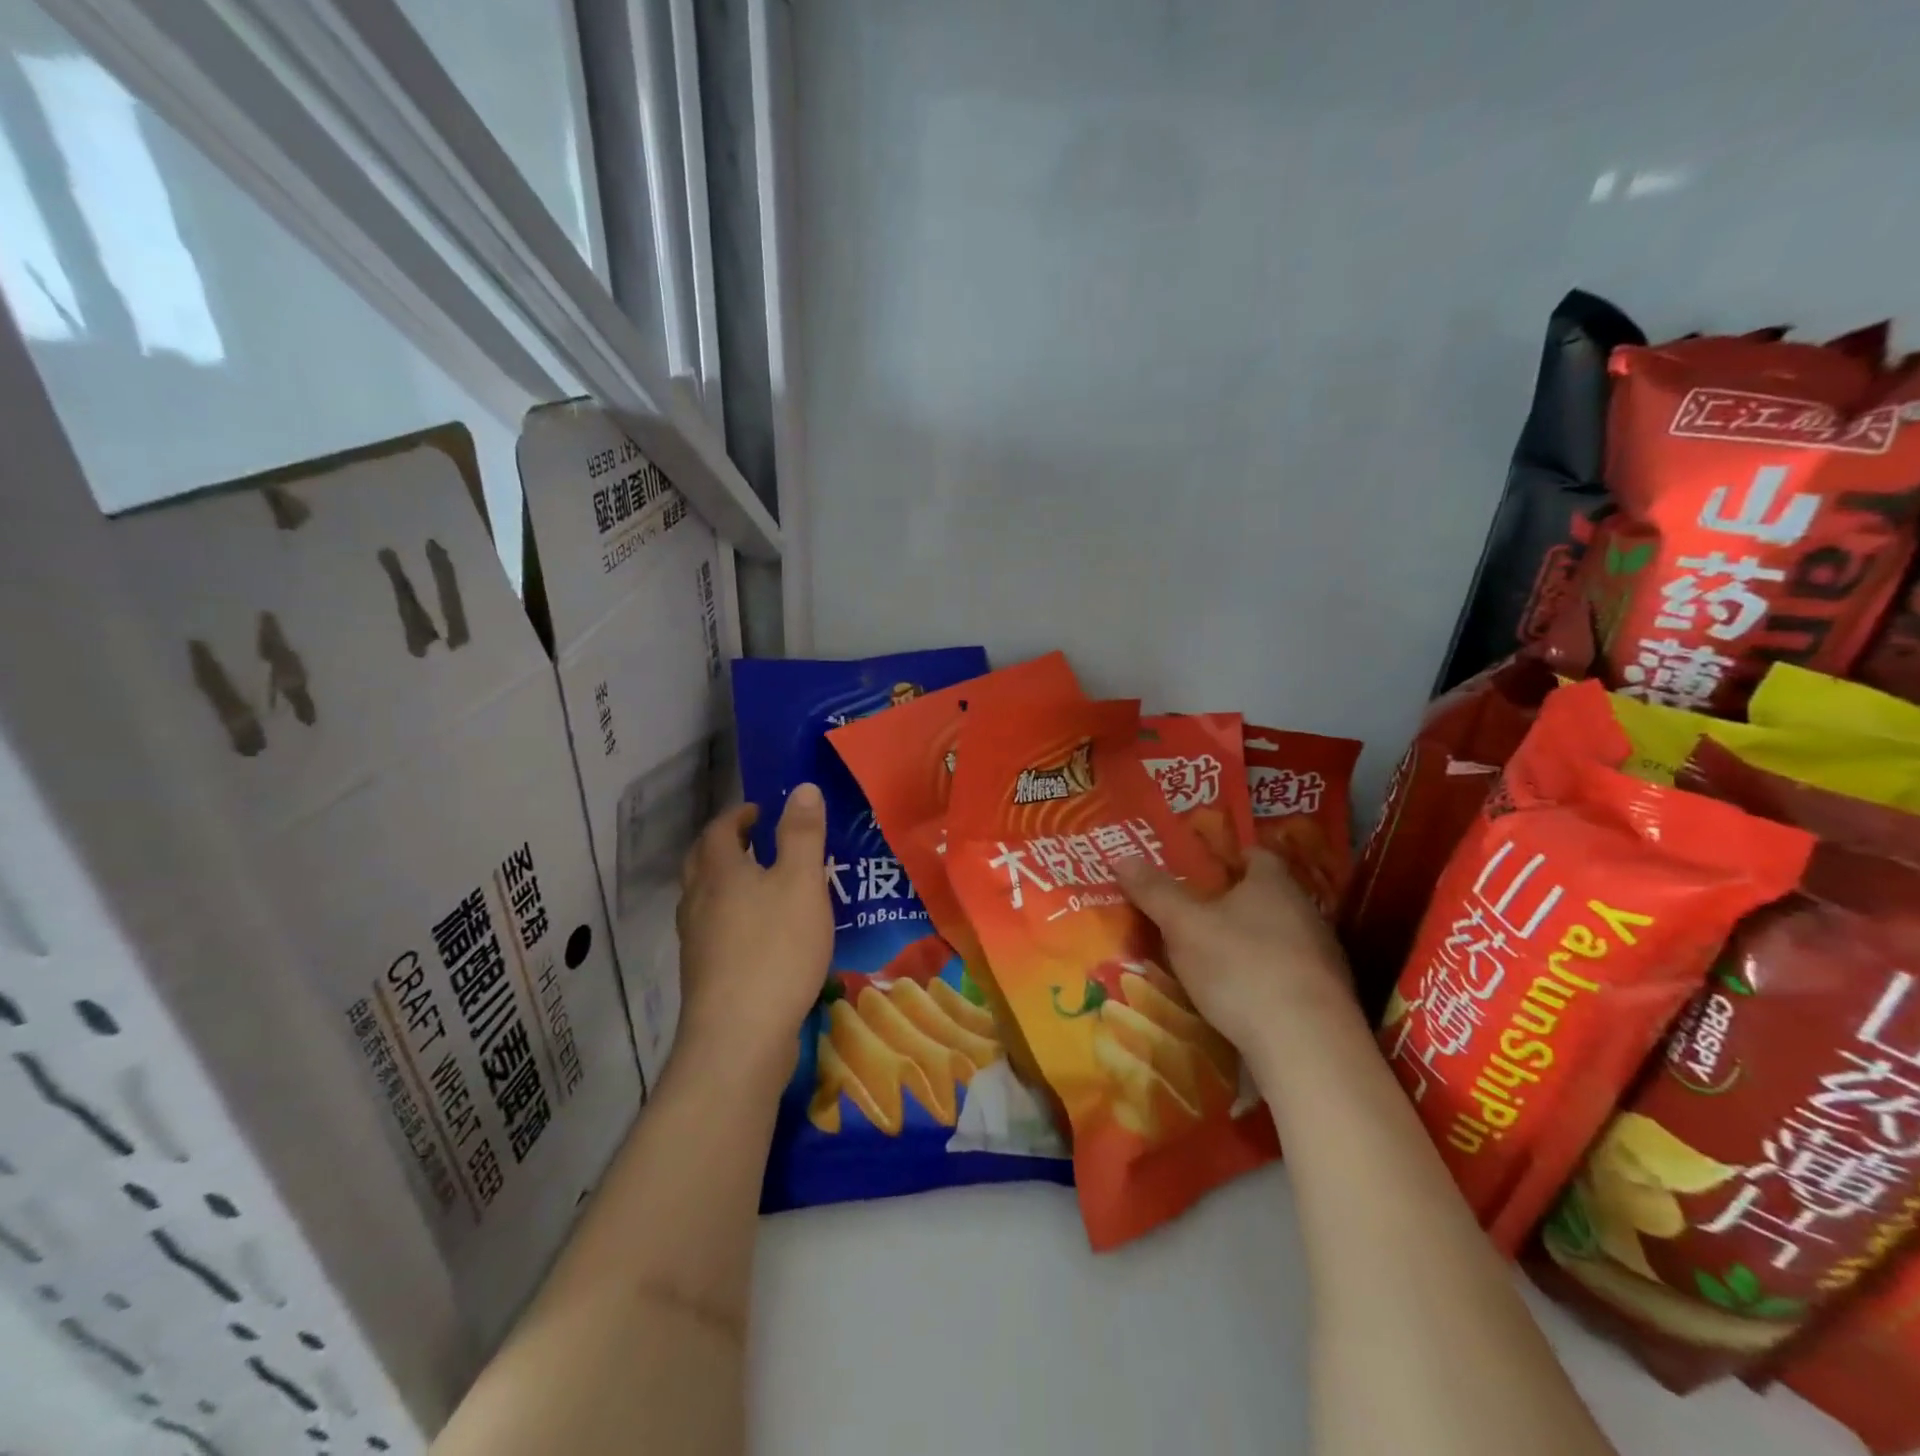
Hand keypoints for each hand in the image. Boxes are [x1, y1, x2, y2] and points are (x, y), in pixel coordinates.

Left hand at [673, 786, 833, 1088]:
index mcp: (719, 871)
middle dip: (726, 845)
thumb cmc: (775, 948)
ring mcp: (695, 942)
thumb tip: (803, 788)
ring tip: (761, 884)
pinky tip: (760, 935)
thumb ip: (803, 834)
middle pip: (702, 862)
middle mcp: (697, 901)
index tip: (761, 811)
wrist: (739, 1036)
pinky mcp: (704, 975)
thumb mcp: (801, 882)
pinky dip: (731, 917)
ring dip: (726, 882)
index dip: (739, 815)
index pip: (720, 829)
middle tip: (756, 841)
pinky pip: (714, 931)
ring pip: (704, 899)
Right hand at [1114, 848, 1354, 1056]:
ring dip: (1252, 942)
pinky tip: (1242, 998)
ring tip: (1214, 957)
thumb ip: (1154, 892)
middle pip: (1267, 896)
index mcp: (1274, 883)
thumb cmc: (1241, 967)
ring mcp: (1323, 956)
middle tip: (1196, 913)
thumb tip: (1122, 857)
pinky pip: (1289, 974)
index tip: (1200, 870)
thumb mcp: (1184, 926)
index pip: (1255, 855)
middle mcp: (1305, 911)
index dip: (1227, 858)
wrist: (1307, 1046)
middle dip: (1234, 902)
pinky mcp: (1327, 998)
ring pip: (1280, 936)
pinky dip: (1266, 978)